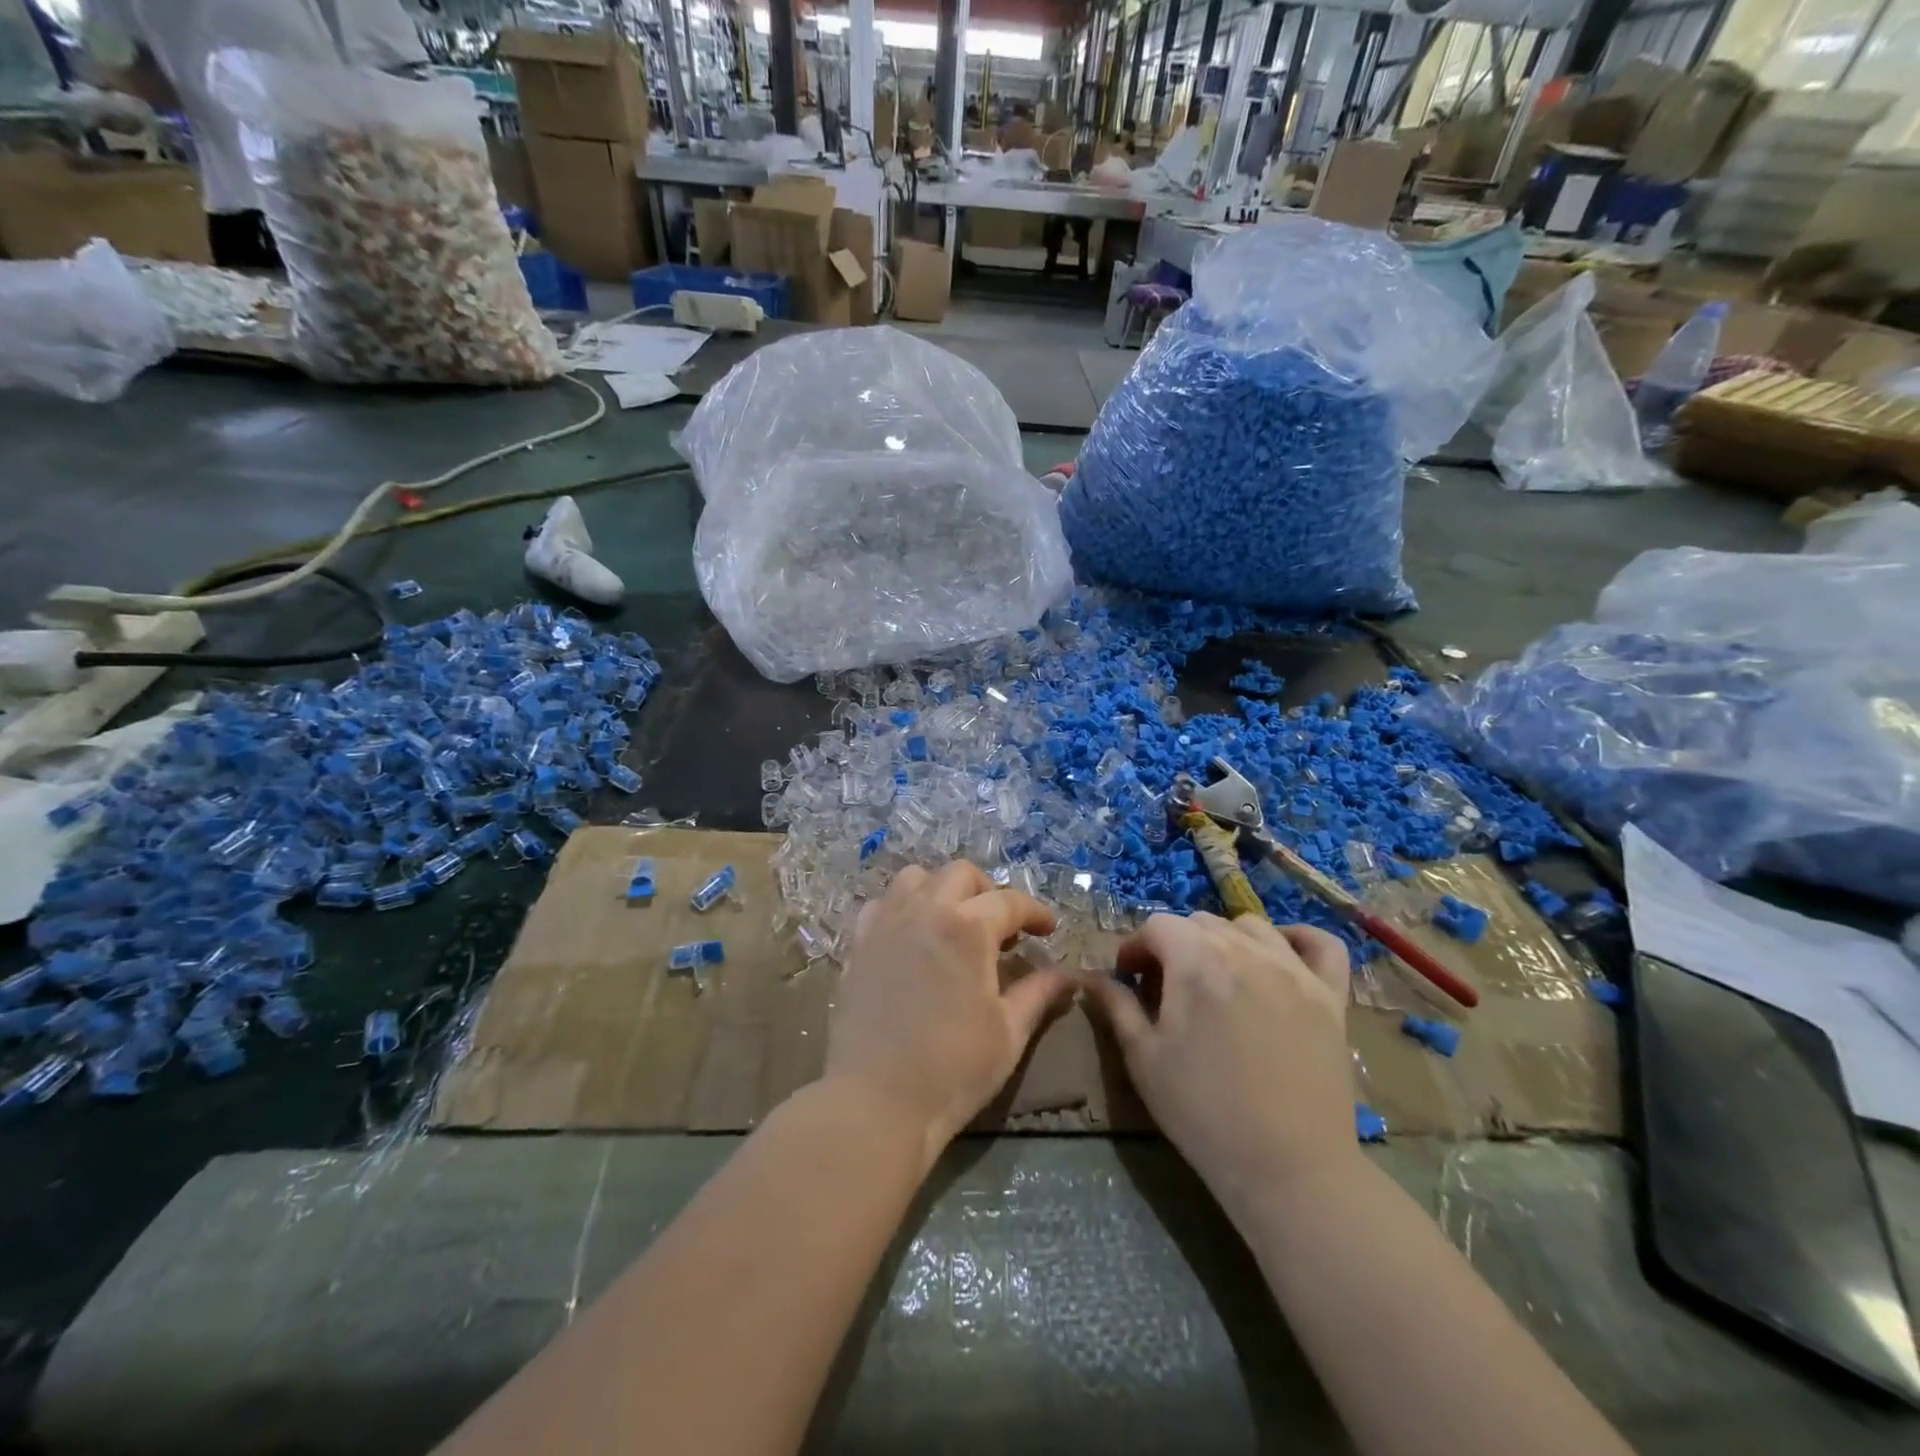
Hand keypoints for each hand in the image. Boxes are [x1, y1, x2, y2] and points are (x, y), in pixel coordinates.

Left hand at [826, 862, 1072, 1160]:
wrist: (876, 1101)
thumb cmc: (952, 1070)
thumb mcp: (1008, 1032)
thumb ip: (1040, 993)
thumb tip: (1071, 976)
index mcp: (968, 928)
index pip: (1009, 901)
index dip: (1035, 912)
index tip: (1048, 930)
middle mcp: (925, 910)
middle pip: (961, 874)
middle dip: (989, 892)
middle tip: (1002, 927)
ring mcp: (886, 923)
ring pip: (916, 878)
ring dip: (942, 890)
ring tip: (954, 924)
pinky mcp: (859, 943)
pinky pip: (882, 903)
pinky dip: (903, 907)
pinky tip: (912, 937)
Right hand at [1082, 914, 1356, 1211]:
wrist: (1289, 1170)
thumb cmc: (1203, 1113)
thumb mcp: (1143, 1059)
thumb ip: (1116, 1006)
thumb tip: (1091, 977)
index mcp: (1196, 962)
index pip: (1157, 926)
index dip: (1135, 947)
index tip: (1130, 979)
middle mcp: (1246, 951)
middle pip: (1200, 922)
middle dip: (1175, 945)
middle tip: (1168, 988)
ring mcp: (1294, 970)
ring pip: (1250, 926)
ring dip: (1224, 940)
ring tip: (1218, 978)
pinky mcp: (1331, 995)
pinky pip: (1321, 944)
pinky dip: (1298, 939)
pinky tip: (1281, 956)